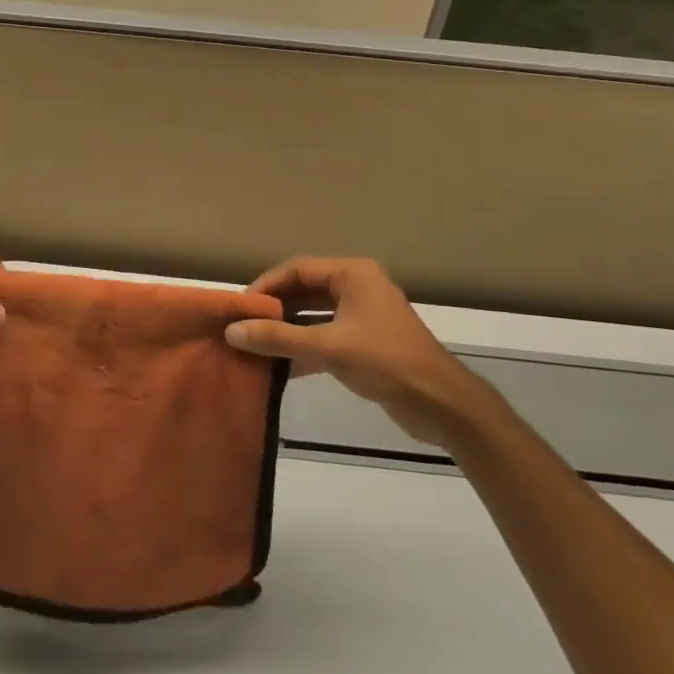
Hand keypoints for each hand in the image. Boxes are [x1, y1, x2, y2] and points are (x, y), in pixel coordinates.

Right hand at [224, 257, 487, 446]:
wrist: (442, 405)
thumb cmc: (387, 362)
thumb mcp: (328, 347)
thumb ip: (279, 338)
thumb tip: (232, 331)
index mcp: (353, 274)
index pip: (297, 269)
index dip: (266, 285)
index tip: (239, 306)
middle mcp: (357, 288)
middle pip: (304, 291)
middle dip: (273, 309)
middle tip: (241, 326)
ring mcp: (361, 316)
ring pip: (313, 316)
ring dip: (286, 331)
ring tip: (252, 345)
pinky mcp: (363, 344)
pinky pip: (324, 337)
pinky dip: (302, 349)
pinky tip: (277, 367)